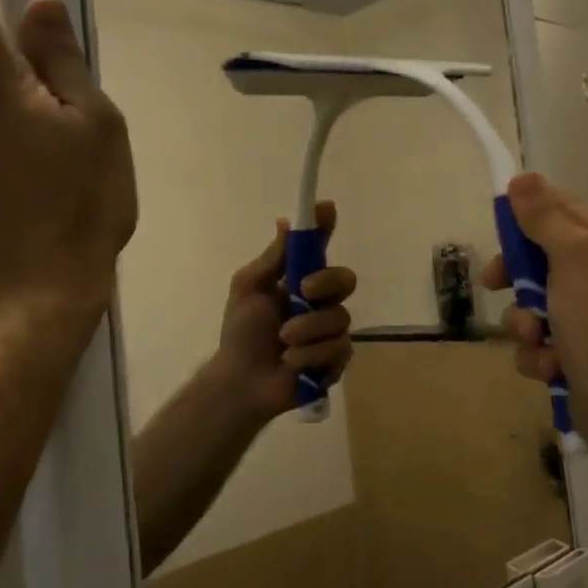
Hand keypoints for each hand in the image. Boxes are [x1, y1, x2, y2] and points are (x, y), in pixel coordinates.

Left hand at [211, 201, 356, 423]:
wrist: (241, 380)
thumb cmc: (241, 333)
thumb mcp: (249, 289)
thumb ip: (272, 259)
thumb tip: (286, 222)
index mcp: (301, 281)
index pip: (320, 249)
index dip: (325, 227)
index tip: (326, 207)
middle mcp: (322, 302)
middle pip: (345, 279)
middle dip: (327, 283)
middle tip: (303, 291)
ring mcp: (332, 331)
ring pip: (340, 317)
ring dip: (307, 329)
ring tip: (283, 342)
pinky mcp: (337, 359)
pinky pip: (338, 348)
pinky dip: (311, 354)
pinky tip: (292, 362)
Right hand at [481, 173, 587, 432]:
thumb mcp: (573, 256)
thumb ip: (545, 216)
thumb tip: (522, 179)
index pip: (568, 213)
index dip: (529, 216)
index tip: (498, 225)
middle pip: (545, 261)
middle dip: (519, 279)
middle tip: (494, 283)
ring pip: (537, 305)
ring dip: (525, 324)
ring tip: (535, 340)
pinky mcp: (582, 356)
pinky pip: (543, 342)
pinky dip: (539, 355)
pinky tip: (550, 367)